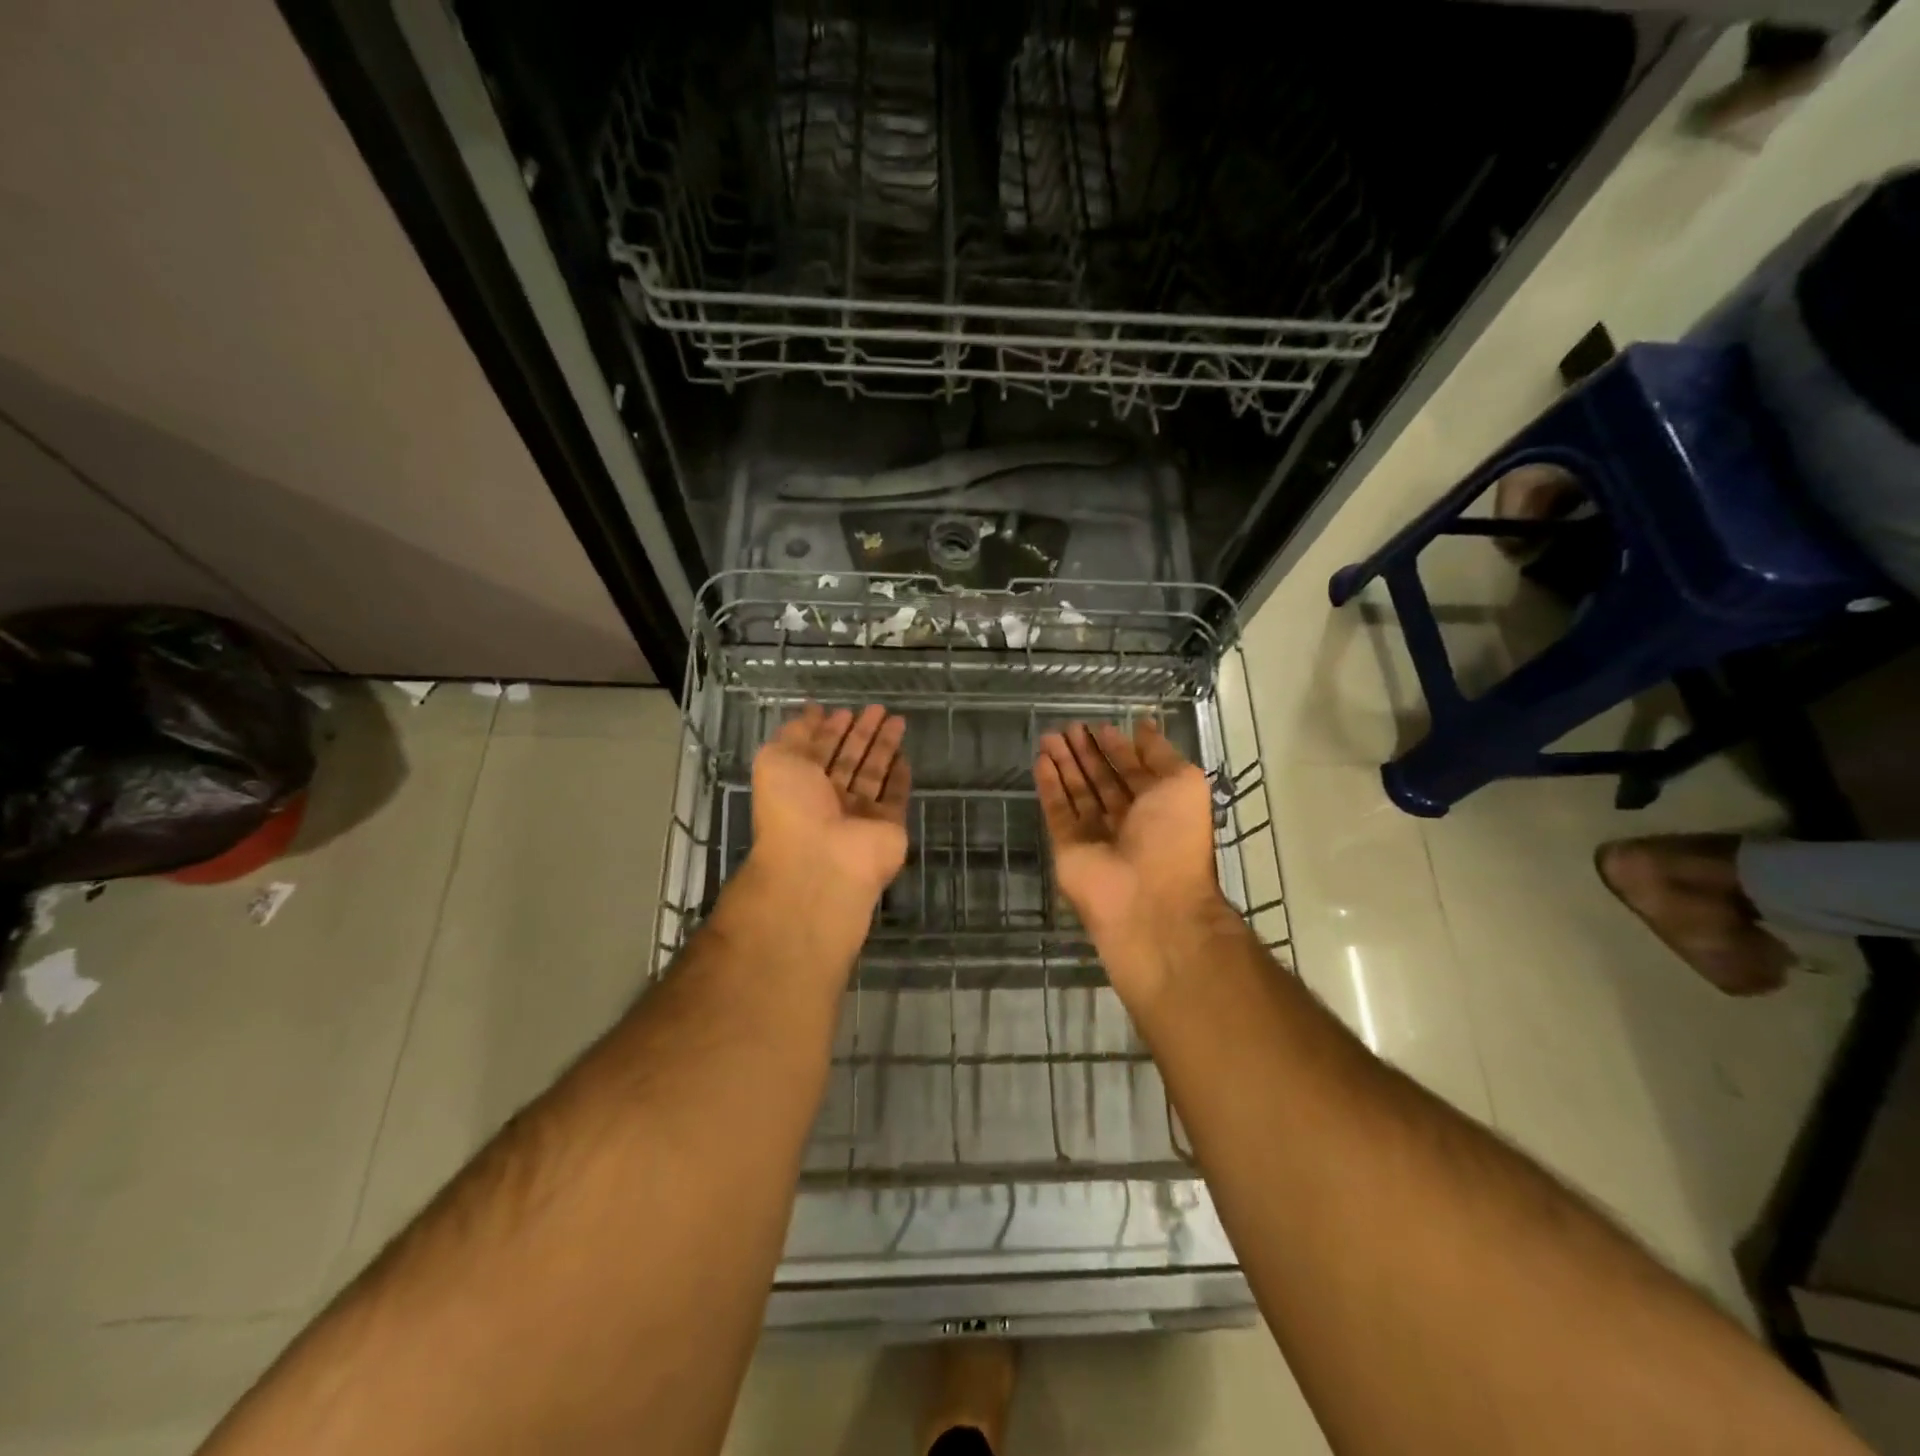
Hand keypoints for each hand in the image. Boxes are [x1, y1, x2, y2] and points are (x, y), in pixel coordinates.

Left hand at [750, 703, 910, 916]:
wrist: (821, 861)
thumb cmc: (791, 808)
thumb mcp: (776, 760)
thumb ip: (794, 734)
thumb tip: (812, 712)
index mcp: (798, 784)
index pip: (817, 751)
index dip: (829, 729)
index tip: (843, 709)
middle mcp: (828, 799)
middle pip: (848, 759)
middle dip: (861, 733)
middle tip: (878, 708)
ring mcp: (859, 814)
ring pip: (873, 773)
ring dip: (884, 746)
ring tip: (897, 719)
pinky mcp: (889, 826)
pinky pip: (895, 796)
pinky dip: (900, 776)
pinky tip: (905, 755)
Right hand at [1035, 721, 1223, 995]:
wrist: (1149, 902)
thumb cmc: (1174, 838)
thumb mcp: (1183, 783)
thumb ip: (1160, 753)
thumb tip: (1144, 725)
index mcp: (1160, 807)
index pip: (1134, 771)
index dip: (1117, 748)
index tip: (1100, 726)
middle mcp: (1128, 820)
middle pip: (1102, 780)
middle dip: (1086, 753)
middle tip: (1068, 726)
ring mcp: (1096, 835)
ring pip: (1076, 792)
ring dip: (1064, 763)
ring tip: (1049, 736)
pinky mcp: (1068, 847)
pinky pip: (1057, 810)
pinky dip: (1049, 785)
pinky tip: (1041, 760)